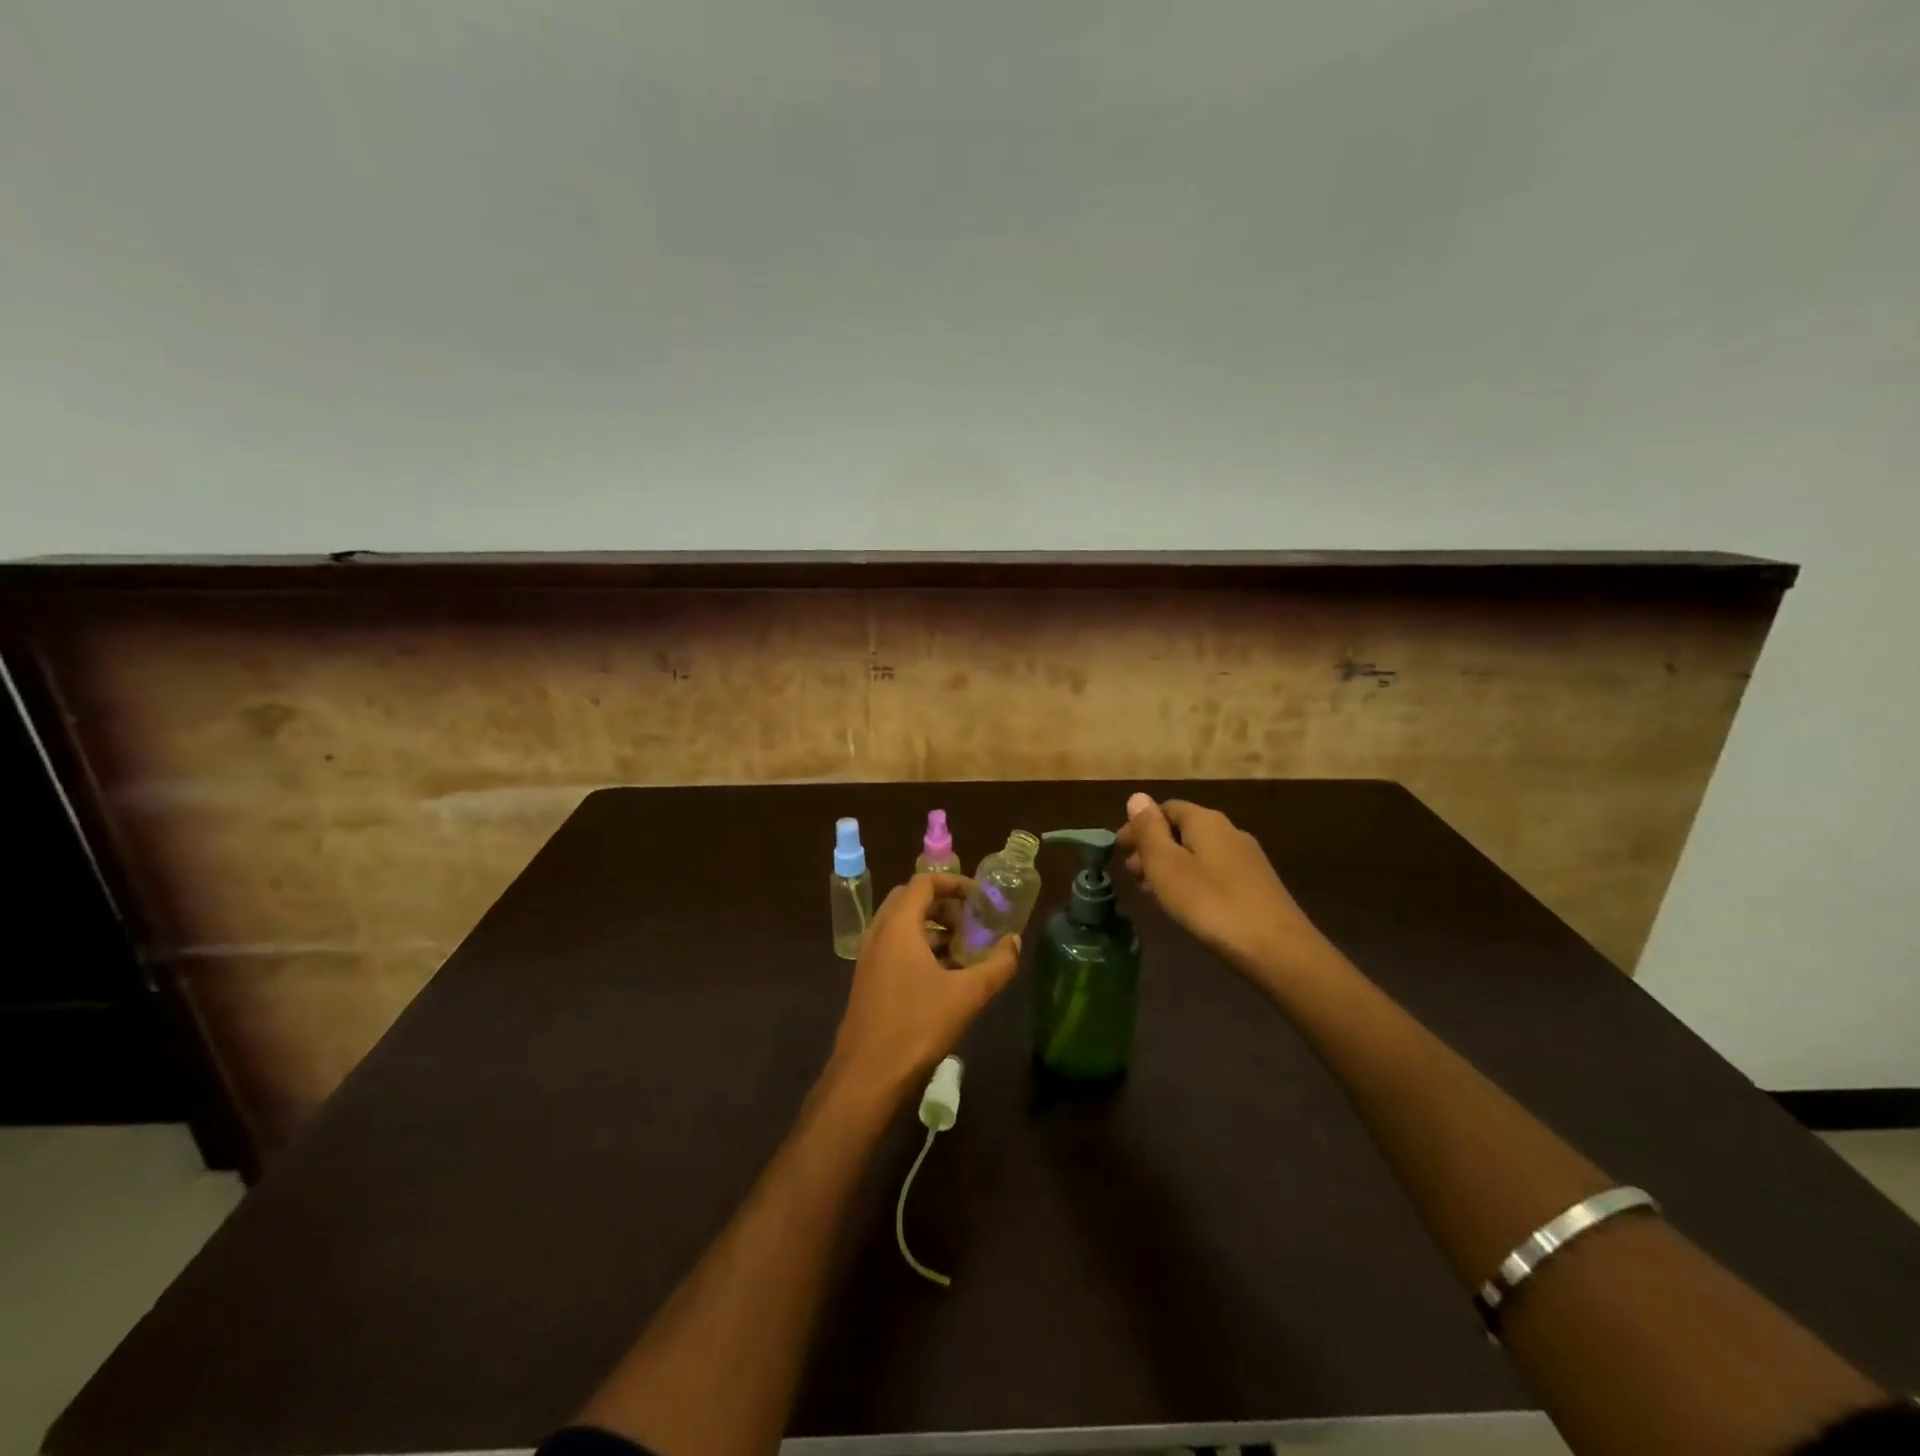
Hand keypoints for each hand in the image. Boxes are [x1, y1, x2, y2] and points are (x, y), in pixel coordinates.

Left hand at [828, 872, 1020, 1098]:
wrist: (868, 1075)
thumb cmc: (918, 1026)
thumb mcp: (967, 994)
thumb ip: (997, 965)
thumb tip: (1015, 941)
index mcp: (898, 925)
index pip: (924, 881)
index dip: (954, 883)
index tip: (979, 897)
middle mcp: (879, 933)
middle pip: (910, 899)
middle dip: (943, 904)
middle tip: (970, 921)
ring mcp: (869, 957)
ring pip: (901, 925)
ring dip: (931, 927)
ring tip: (962, 948)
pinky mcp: (867, 979)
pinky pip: (894, 946)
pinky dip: (918, 946)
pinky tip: (943, 974)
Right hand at [1116, 793, 1328, 979]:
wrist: (1277, 949)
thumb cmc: (1210, 903)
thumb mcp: (1167, 865)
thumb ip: (1149, 830)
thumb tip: (1137, 797)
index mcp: (1205, 820)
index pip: (1165, 808)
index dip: (1138, 826)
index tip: (1118, 851)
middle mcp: (1229, 831)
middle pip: (1182, 829)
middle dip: (1153, 847)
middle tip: (1132, 875)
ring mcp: (1247, 858)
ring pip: (1198, 852)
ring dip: (1170, 865)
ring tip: (1152, 892)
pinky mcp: (1257, 885)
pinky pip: (1214, 871)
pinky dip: (1191, 879)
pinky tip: (1185, 903)